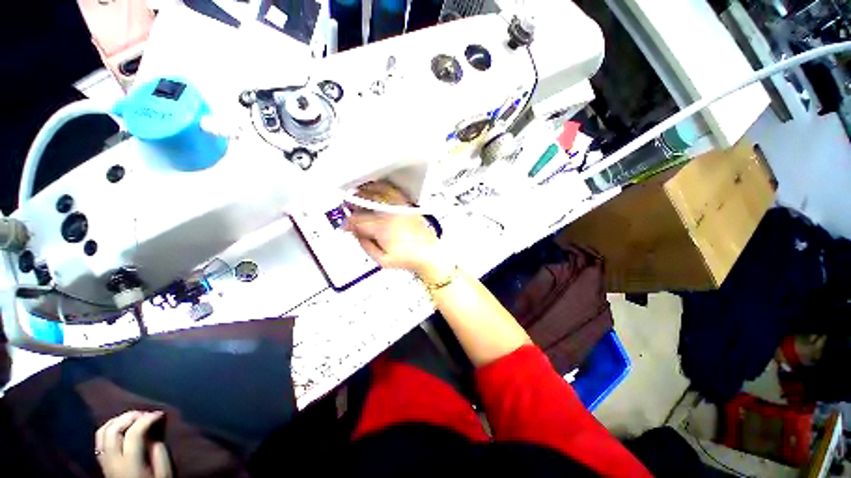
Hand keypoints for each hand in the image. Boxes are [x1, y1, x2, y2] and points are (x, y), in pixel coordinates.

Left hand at [95, 411, 171, 477]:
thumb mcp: (163, 472)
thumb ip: (158, 451)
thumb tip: (154, 433)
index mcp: (129, 463)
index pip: (134, 433)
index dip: (147, 419)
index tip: (160, 414)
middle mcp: (112, 460)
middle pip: (113, 430)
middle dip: (130, 416)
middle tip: (146, 413)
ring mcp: (104, 461)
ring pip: (103, 432)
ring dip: (118, 420)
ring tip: (134, 418)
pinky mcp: (102, 462)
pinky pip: (100, 439)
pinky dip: (110, 428)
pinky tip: (121, 427)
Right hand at [344, 182, 453, 282]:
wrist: (428, 254)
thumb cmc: (409, 258)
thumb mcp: (381, 260)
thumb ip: (366, 246)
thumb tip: (357, 235)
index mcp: (381, 227)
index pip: (358, 221)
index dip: (348, 223)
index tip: (346, 226)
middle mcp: (390, 214)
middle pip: (366, 205)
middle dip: (353, 206)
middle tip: (347, 207)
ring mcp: (399, 209)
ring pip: (378, 194)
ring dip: (365, 192)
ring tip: (357, 192)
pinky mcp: (407, 207)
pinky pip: (392, 191)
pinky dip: (382, 187)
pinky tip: (377, 187)